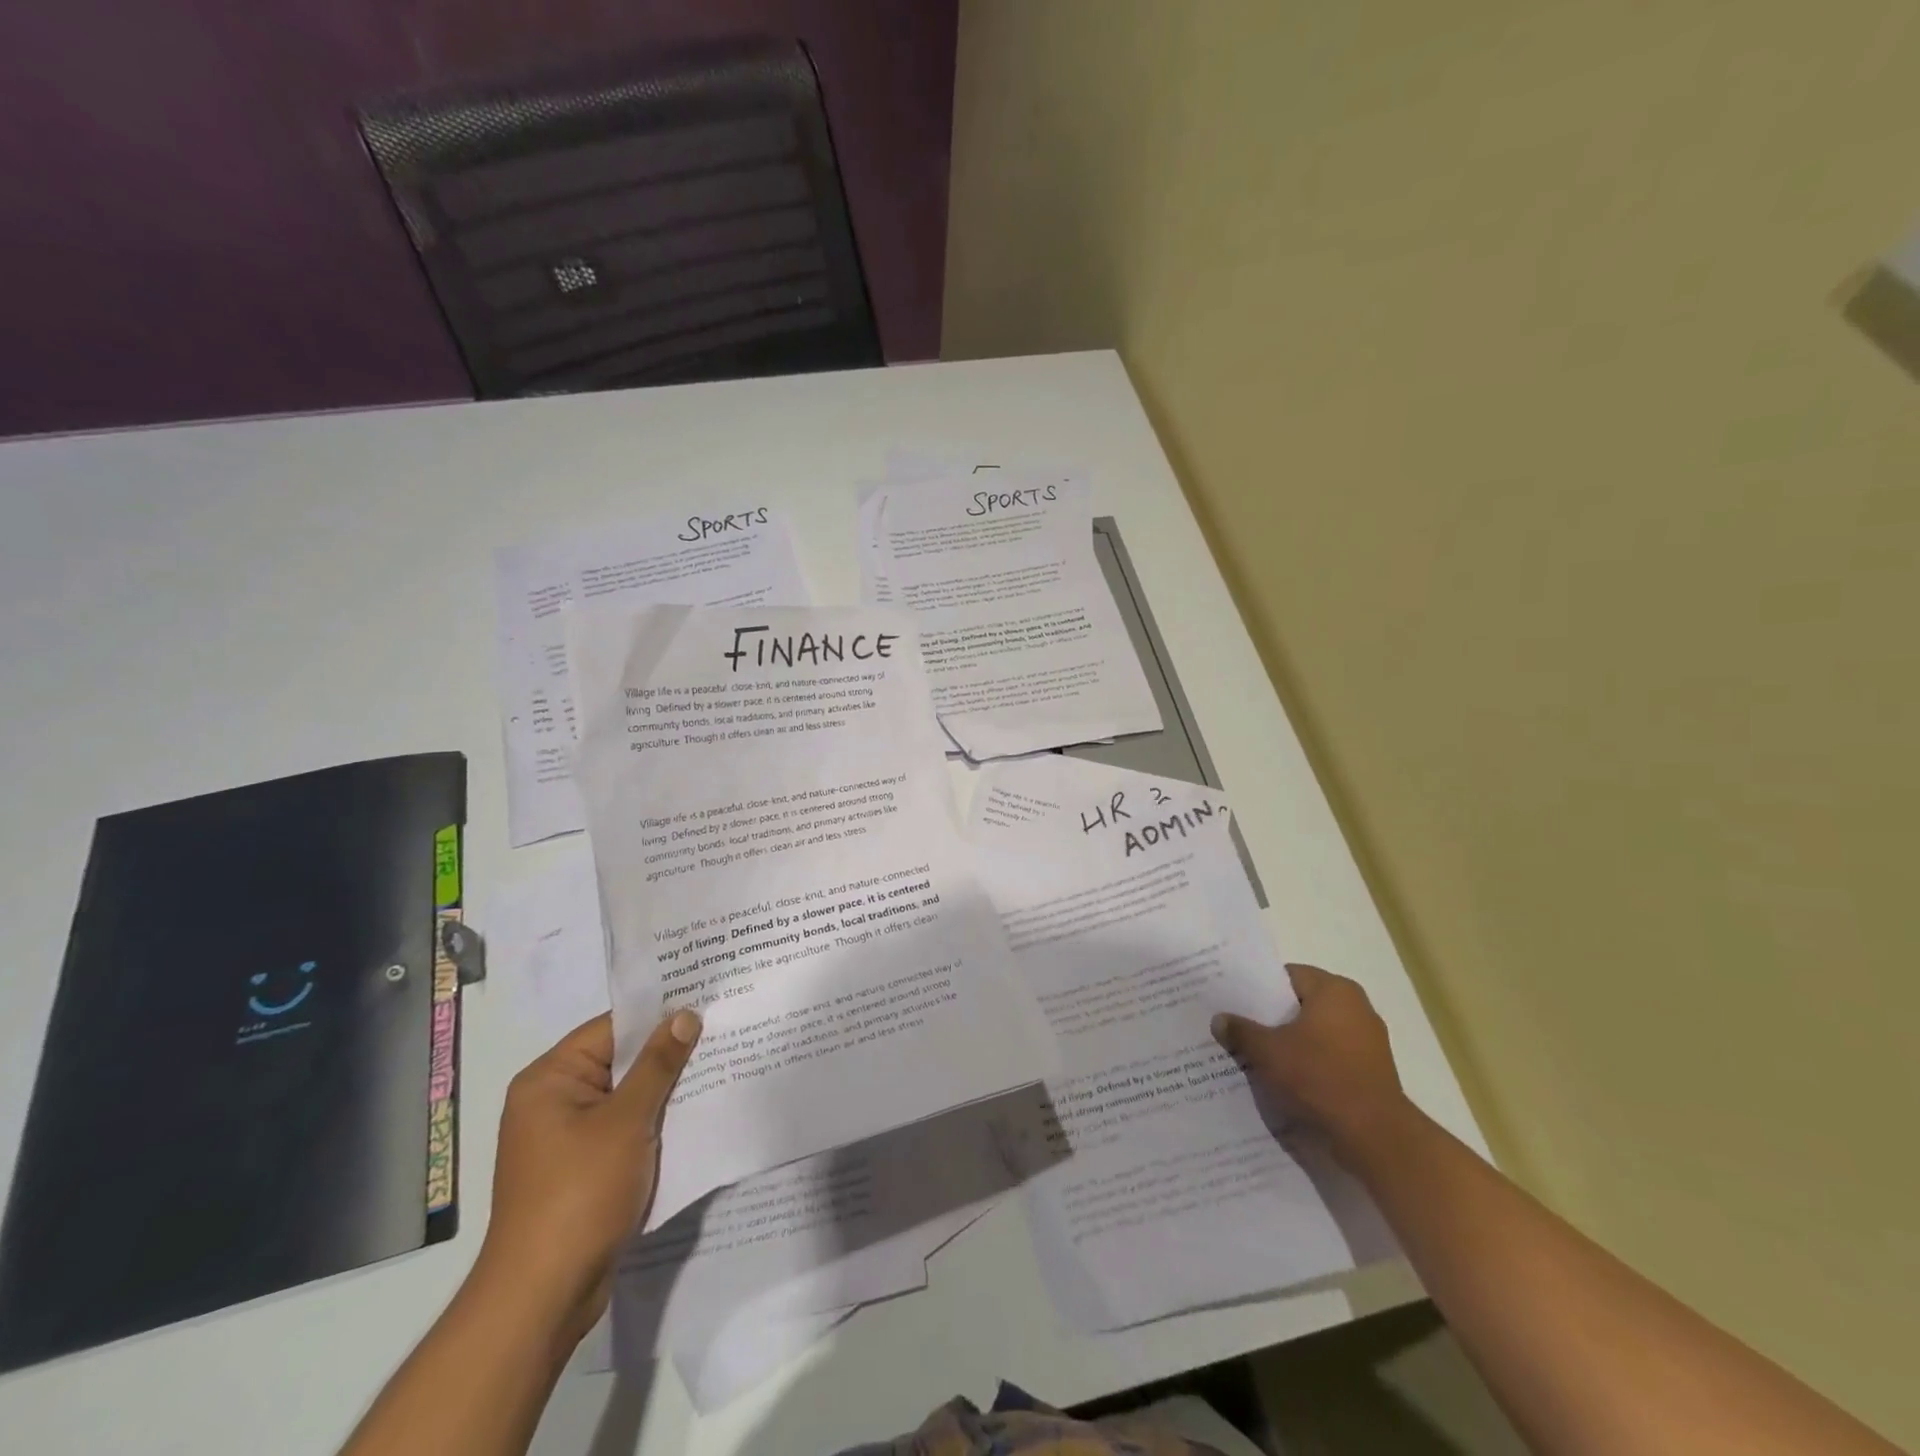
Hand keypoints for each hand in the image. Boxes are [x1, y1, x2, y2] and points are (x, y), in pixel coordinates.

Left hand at [477, 1009, 701, 1346]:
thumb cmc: (579, 1193)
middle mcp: (553, 1101)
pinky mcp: (583, 1168)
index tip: (706, 1001)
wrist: (543, 1296)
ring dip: (665, 1088)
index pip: (612, 1028)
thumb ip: (658, 1064)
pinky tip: (696, 1113)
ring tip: (719, 1065)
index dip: (659, 1015)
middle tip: (722, 1030)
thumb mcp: (626, 1121)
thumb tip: (685, 1016)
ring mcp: (567, 1137)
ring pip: (627, 1096)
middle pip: (620, 1060)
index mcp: (550, 1079)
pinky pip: (625, 1127)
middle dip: (668, 1052)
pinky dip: (655, 1120)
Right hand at [1211, 963, 1409, 1160]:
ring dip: (1290, 1041)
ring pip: (1316, 1032)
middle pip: (1302, 1004)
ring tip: (1258, 1054)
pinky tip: (1286, 1077)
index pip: (1287, 976)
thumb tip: (1218, 1019)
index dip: (1258, 988)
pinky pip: (1331, 1055)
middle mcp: (1356, 1007)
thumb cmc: (1320, 1078)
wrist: (1375, 1136)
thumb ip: (1241, 1031)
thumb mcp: (1268, 1052)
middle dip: (1272, 1017)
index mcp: (1334, 990)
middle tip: (1240, 1026)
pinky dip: (1310, 1062)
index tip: (1235, 1001)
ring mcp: (1368, 1040)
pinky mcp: (1372, 1070)